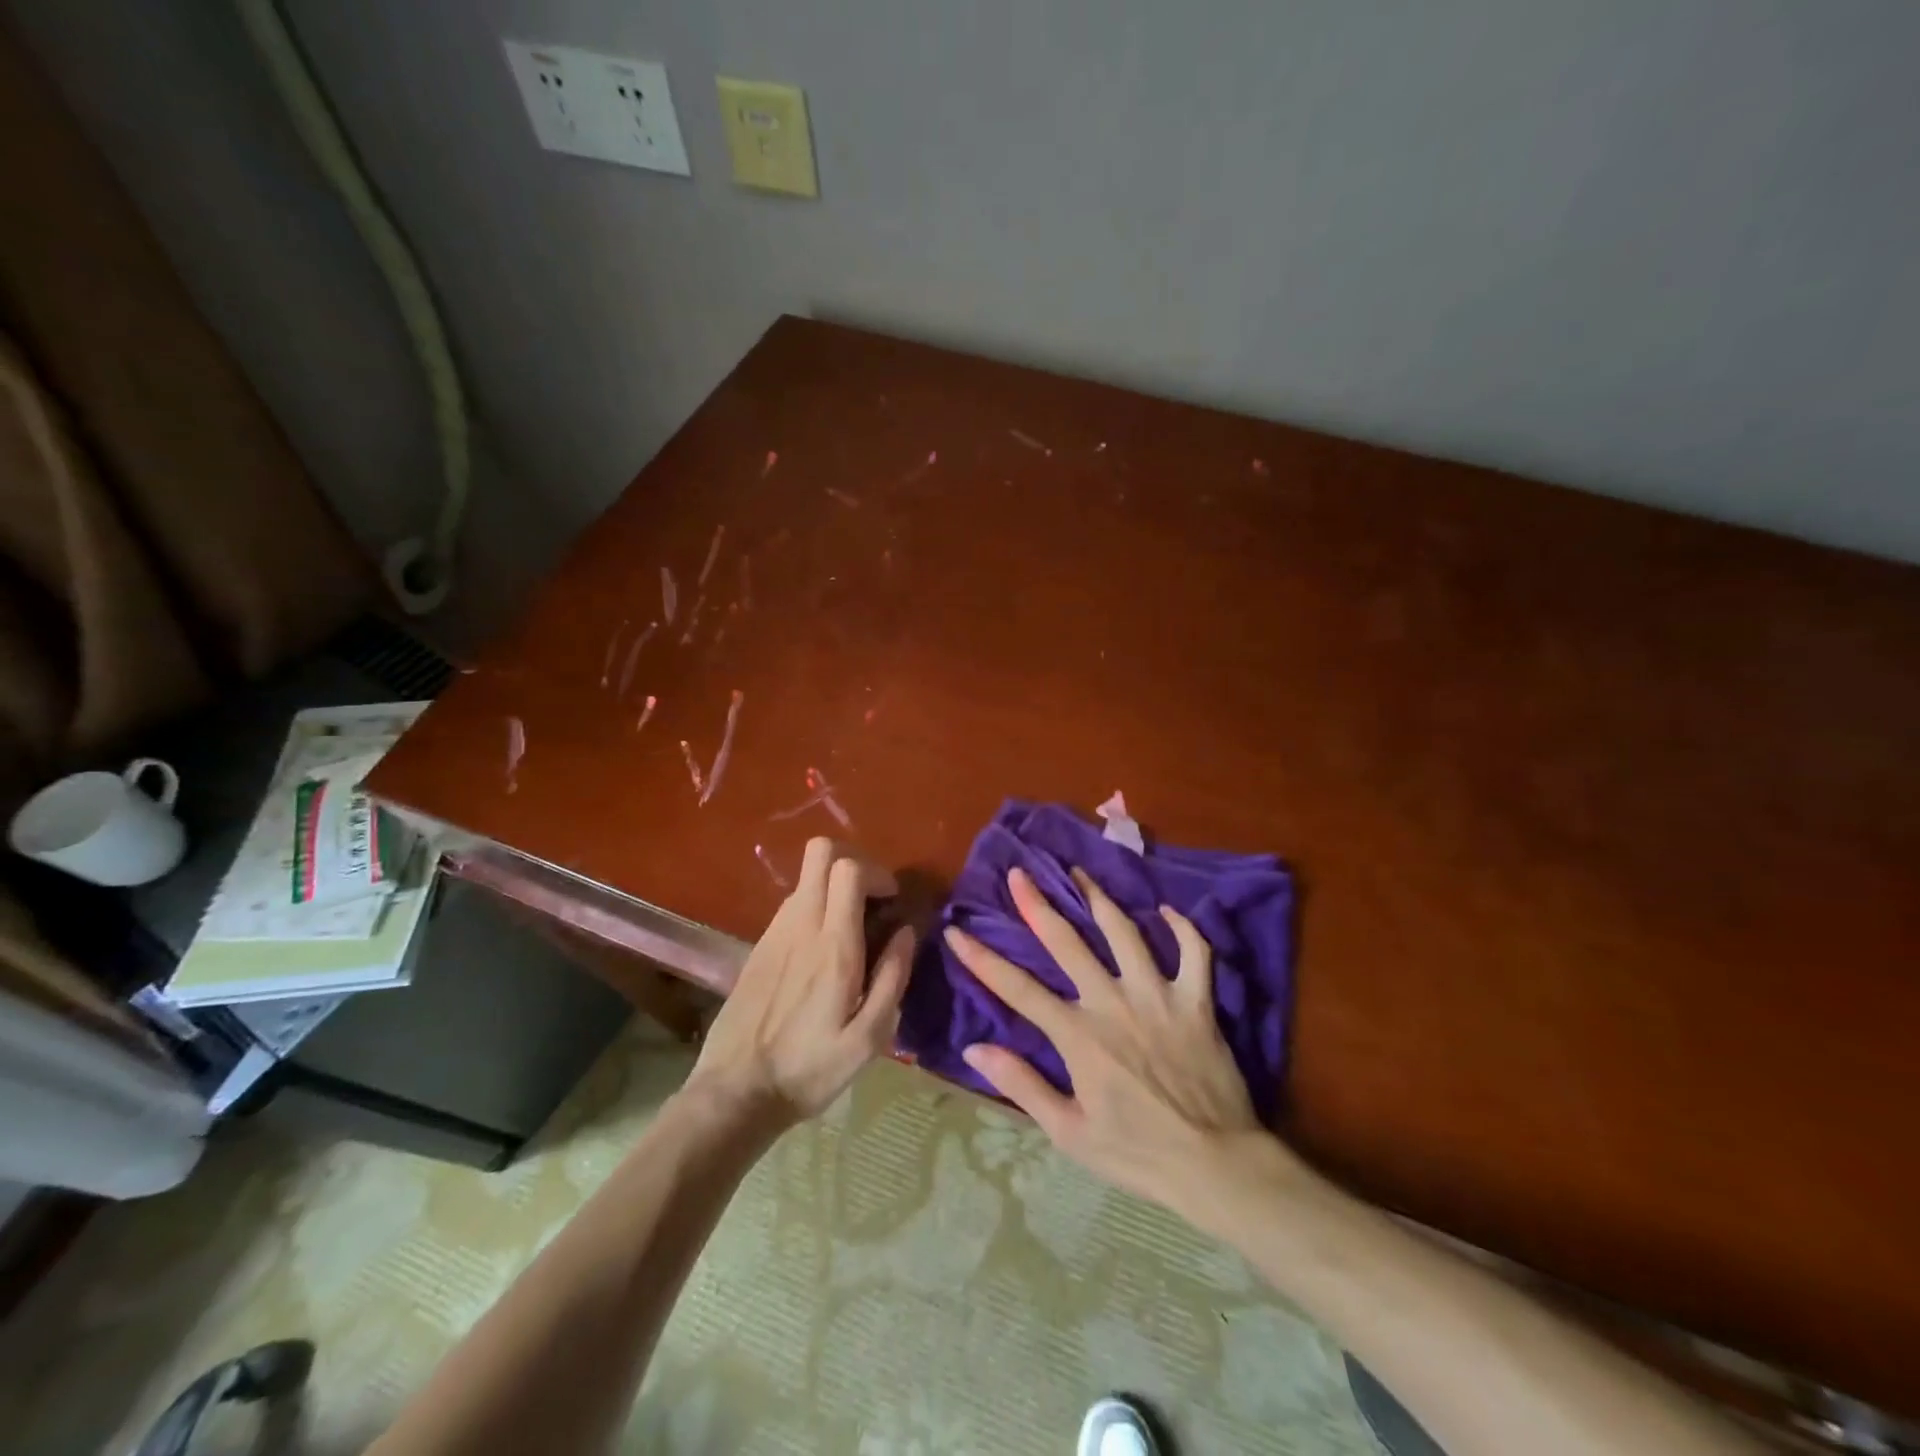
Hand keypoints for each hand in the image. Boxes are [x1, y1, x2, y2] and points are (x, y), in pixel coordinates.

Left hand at [688, 838, 913, 1126]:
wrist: (735, 1092)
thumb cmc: (808, 1069)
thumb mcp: (868, 1038)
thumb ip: (893, 978)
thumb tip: (906, 931)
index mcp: (832, 945)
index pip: (848, 869)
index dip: (876, 872)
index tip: (891, 901)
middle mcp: (801, 925)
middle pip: (820, 852)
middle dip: (854, 862)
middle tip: (873, 900)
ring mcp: (774, 932)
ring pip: (806, 878)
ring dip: (834, 888)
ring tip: (852, 929)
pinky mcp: (758, 945)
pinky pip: (792, 904)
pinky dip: (815, 908)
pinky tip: (822, 952)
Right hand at [947, 865, 1272, 1212]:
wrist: (1216, 1165)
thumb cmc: (1137, 1153)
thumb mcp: (1069, 1133)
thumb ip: (1022, 1086)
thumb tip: (974, 1048)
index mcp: (1078, 1035)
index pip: (1018, 989)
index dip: (982, 959)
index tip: (957, 931)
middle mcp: (1113, 1002)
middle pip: (1067, 943)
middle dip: (1037, 905)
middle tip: (1020, 873)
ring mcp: (1158, 995)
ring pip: (1125, 933)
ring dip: (1099, 899)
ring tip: (1080, 872)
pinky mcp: (1197, 1001)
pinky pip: (1194, 952)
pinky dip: (1182, 927)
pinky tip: (1166, 910)